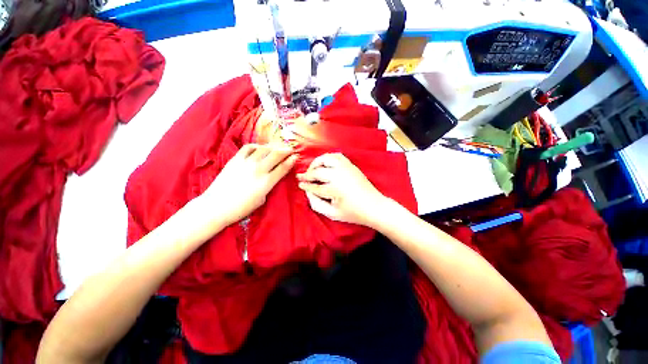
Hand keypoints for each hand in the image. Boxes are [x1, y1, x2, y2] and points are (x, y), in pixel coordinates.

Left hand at [198, 144, 297, 226]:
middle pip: (276, 154)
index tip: (296, 157)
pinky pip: (248, 147)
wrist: (216, 206)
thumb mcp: (262, 199)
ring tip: (277, 147)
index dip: (291, 161)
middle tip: (290, 149)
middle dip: (286, 150)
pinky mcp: (235, 159)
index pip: (283, 167)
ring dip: (273, 147)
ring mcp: (246, 163)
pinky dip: (257, 146)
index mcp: (266, 182)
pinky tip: (260, 148)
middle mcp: (258, 169)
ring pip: (264, 149)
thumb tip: (273, 175)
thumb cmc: (241, 208)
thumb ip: (269, 186)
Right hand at [297, 153, 389, 226]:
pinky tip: (325, 164)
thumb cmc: (353, 213)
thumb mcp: (332, 214)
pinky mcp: (351, 165)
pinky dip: (328, 158)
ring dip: (316, 163)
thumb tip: (307, 192)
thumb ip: (316, 204)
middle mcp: (339, 175)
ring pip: (326, 159)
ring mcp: (346, 168)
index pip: (314, 186)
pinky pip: (336, 156)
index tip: (299, 184)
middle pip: (318, 171)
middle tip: (302, 177)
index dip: (305, 185)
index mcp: (334, 189)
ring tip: (312, 169)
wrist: (374, 206)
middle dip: (307, 174)